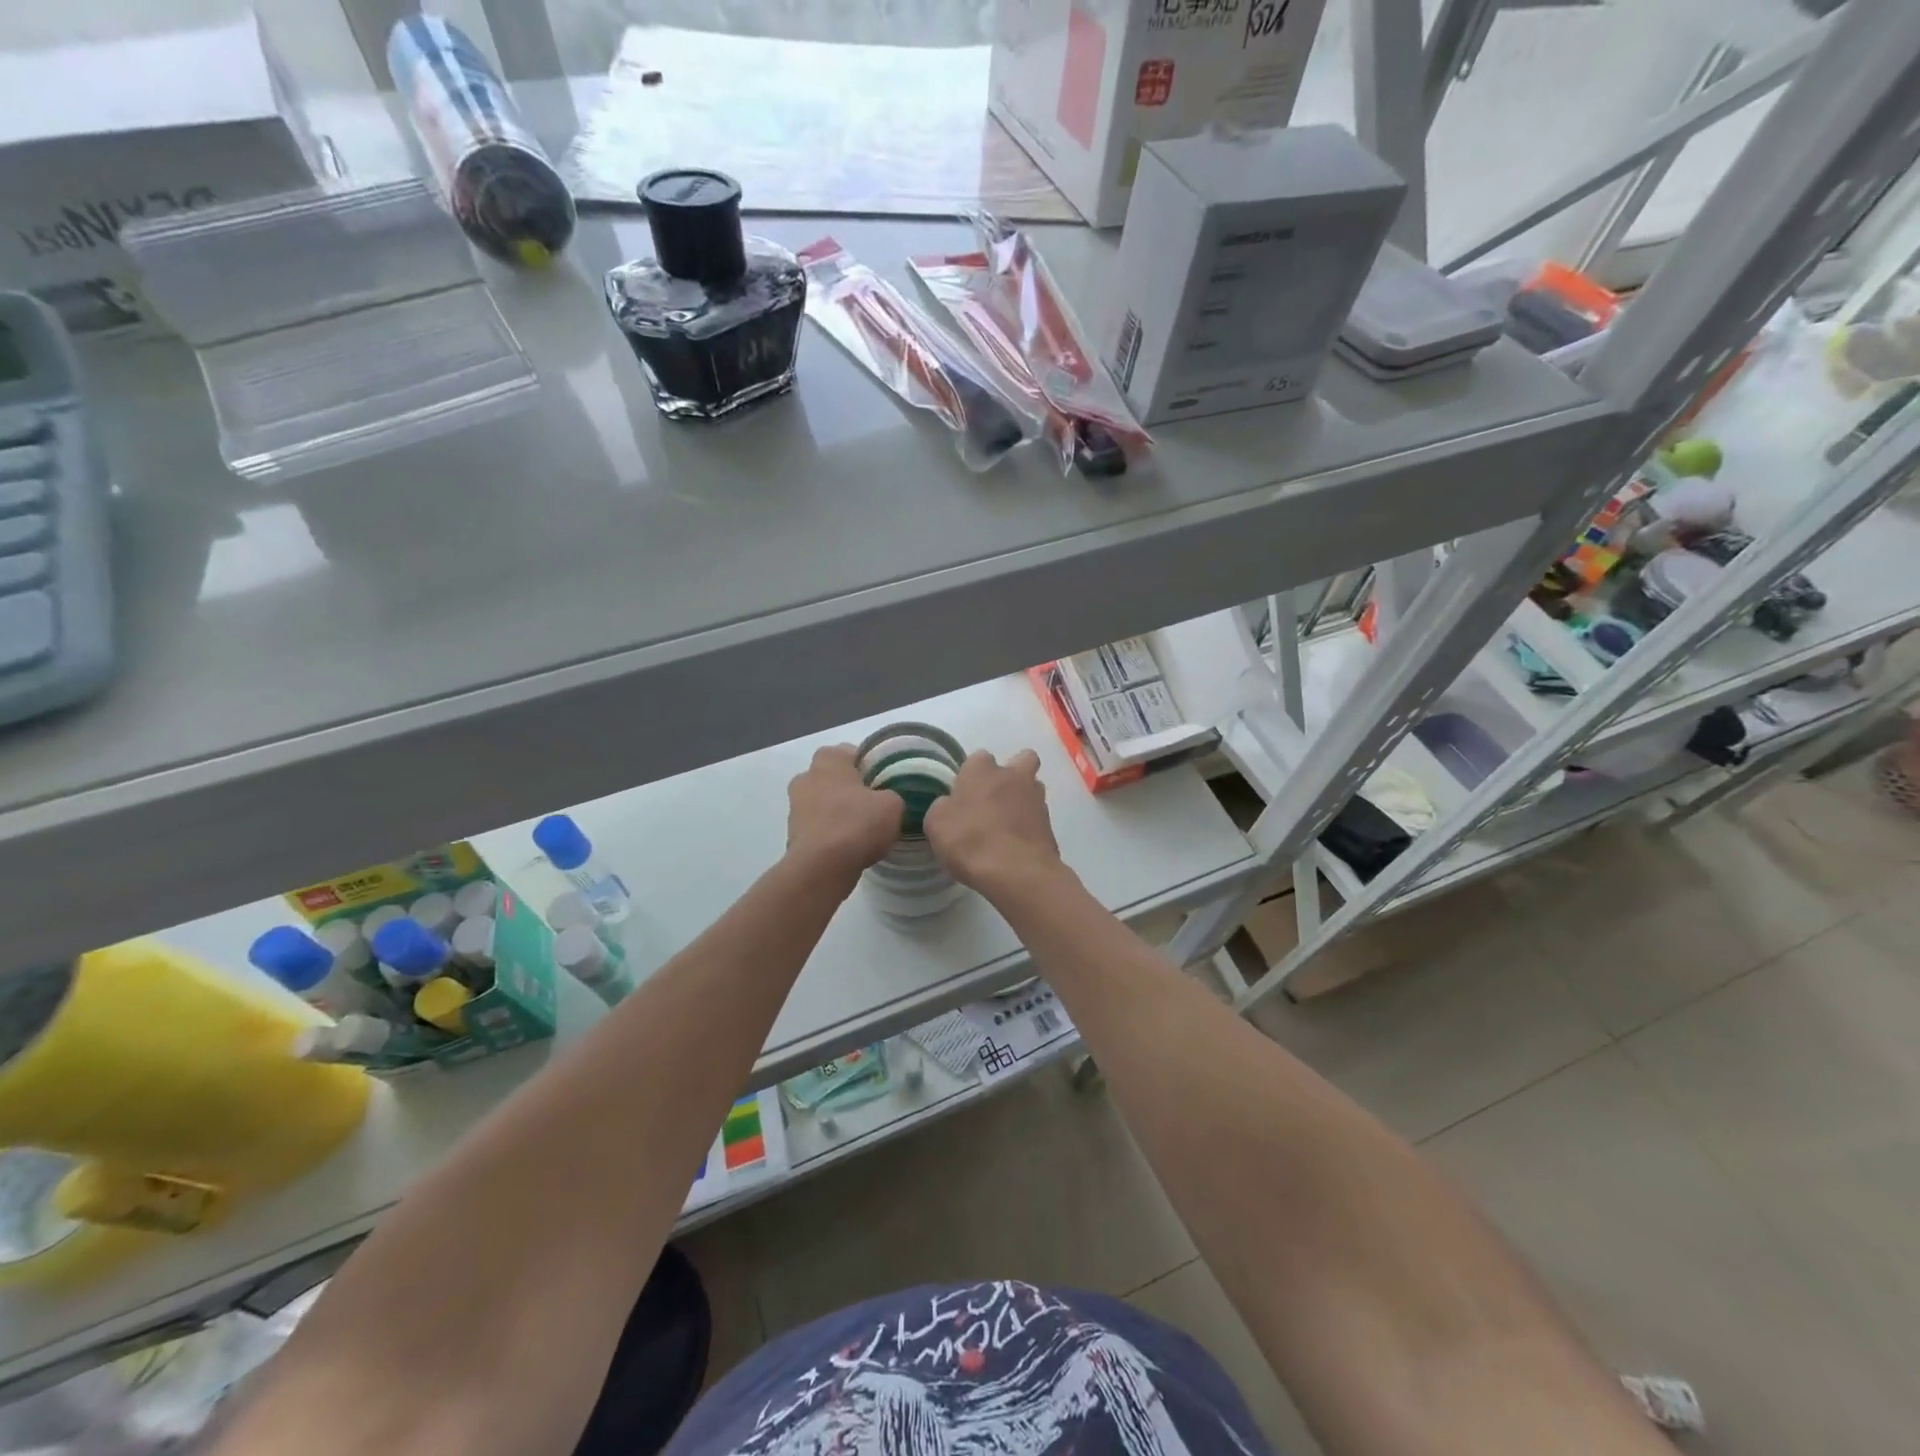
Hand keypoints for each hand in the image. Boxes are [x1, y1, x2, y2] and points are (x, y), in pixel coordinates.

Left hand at [786, 745, 903, 885]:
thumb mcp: (893, 805)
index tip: (882, 781)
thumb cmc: (857, 824)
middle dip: (849, 788)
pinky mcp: (792, 835)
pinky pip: (817, 827)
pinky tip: (847, 847)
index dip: (867, 765)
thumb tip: (885, 801)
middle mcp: (806, 778)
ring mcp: (795, 807)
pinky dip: (829, 833)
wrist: (822, 867)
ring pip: (822, 803)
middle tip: (873, 804)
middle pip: (832, 777)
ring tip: (861, 830)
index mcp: (828, 761)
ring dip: (837, 812)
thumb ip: (891, 796)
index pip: (849, 752)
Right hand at [923, 749, 1063, 898]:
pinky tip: (1017, 843)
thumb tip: (951, 805)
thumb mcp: (936, 824)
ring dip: (1023, 798)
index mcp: (982, 769)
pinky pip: (1038, 816)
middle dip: (1012, 772)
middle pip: (1021, 760)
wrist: (1016, 871)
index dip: (971, 775)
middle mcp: (1013, 775)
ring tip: (1008, 823)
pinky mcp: (1050, 823)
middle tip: (996, 798)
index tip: (964, 795)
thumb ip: (943, 807)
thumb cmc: (970, 840)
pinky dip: (1030, 824)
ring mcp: (1036, 798)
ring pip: (1033, 787)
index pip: (978, 758)